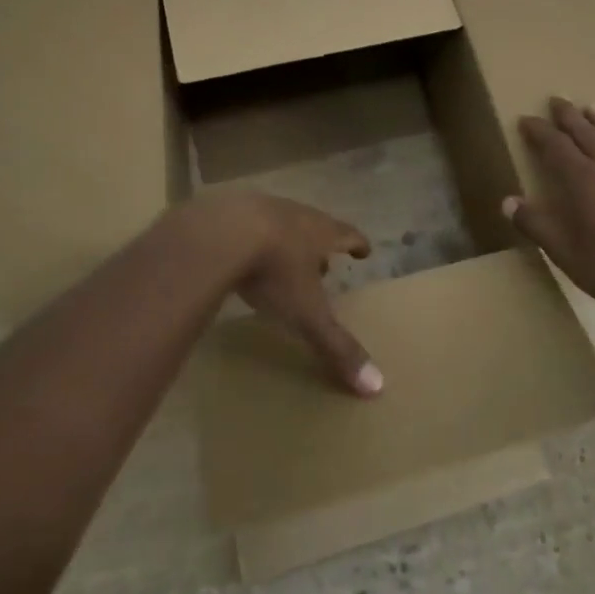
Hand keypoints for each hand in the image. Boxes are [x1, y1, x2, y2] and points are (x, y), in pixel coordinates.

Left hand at [212, 192, 383, 397]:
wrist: (218, 233)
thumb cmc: (273, 270)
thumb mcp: (306, 313)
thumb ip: (336, 346)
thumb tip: (377, 385)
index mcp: (320, 233)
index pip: (348, 235)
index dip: (358, 244)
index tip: (365, 251)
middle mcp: (294, 215)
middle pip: (314, 226)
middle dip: (320, 245)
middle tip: (323, 264)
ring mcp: (258, 208)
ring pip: (280, 223)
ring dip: (285, 241)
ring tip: (282, 260)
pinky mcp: (225, 212)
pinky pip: (243, 224)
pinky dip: (249, 238)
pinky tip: (239, 255)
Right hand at [505, 98, 594, 311]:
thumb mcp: (564, 252)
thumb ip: (535, 225)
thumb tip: (507, 202)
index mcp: (582, 181)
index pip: (555, 147)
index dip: (539, 131)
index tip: (525, 118)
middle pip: (585, 137)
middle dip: (568, 118)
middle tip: (557, 99)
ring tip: (593, 106)